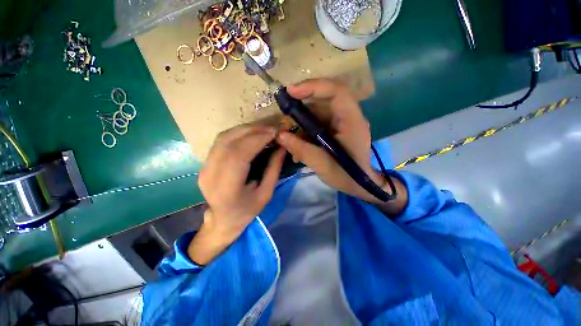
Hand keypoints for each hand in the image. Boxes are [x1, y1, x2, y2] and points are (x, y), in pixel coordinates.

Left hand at [188, 124, 285, 264]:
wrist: (222, 220)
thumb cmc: (247, 211)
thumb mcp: (266, 194)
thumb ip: (274, 169)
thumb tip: (282, 147)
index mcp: (227, 189)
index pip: (239, 155)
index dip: (256, 140)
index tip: (273, 132)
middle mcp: (210, 175)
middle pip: (228, 142)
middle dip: (252, 131)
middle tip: (271, 128)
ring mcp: (205, 167)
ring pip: (223, 138)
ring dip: (245, 130)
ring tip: (263, 129)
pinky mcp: (205, 163)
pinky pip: (221, 141)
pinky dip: (238, 134)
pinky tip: (251, 134)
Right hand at [276, 79, 404, 207]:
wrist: (359, 184)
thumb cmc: (346, 176)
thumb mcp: (322, 165)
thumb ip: (301, 149)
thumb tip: (281, 136)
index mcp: (352, 122)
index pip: (337, 92)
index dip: (314, 87)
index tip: (291, 92)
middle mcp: (349, 116)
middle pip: (325, 98)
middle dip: (302, 102)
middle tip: (284, 109)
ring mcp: (342, 122)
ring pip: (319, 110)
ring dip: (301, 119)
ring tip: (288, 132)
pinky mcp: (335, 129)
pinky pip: (318, 122)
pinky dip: (305, 129)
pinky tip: (297, 143)